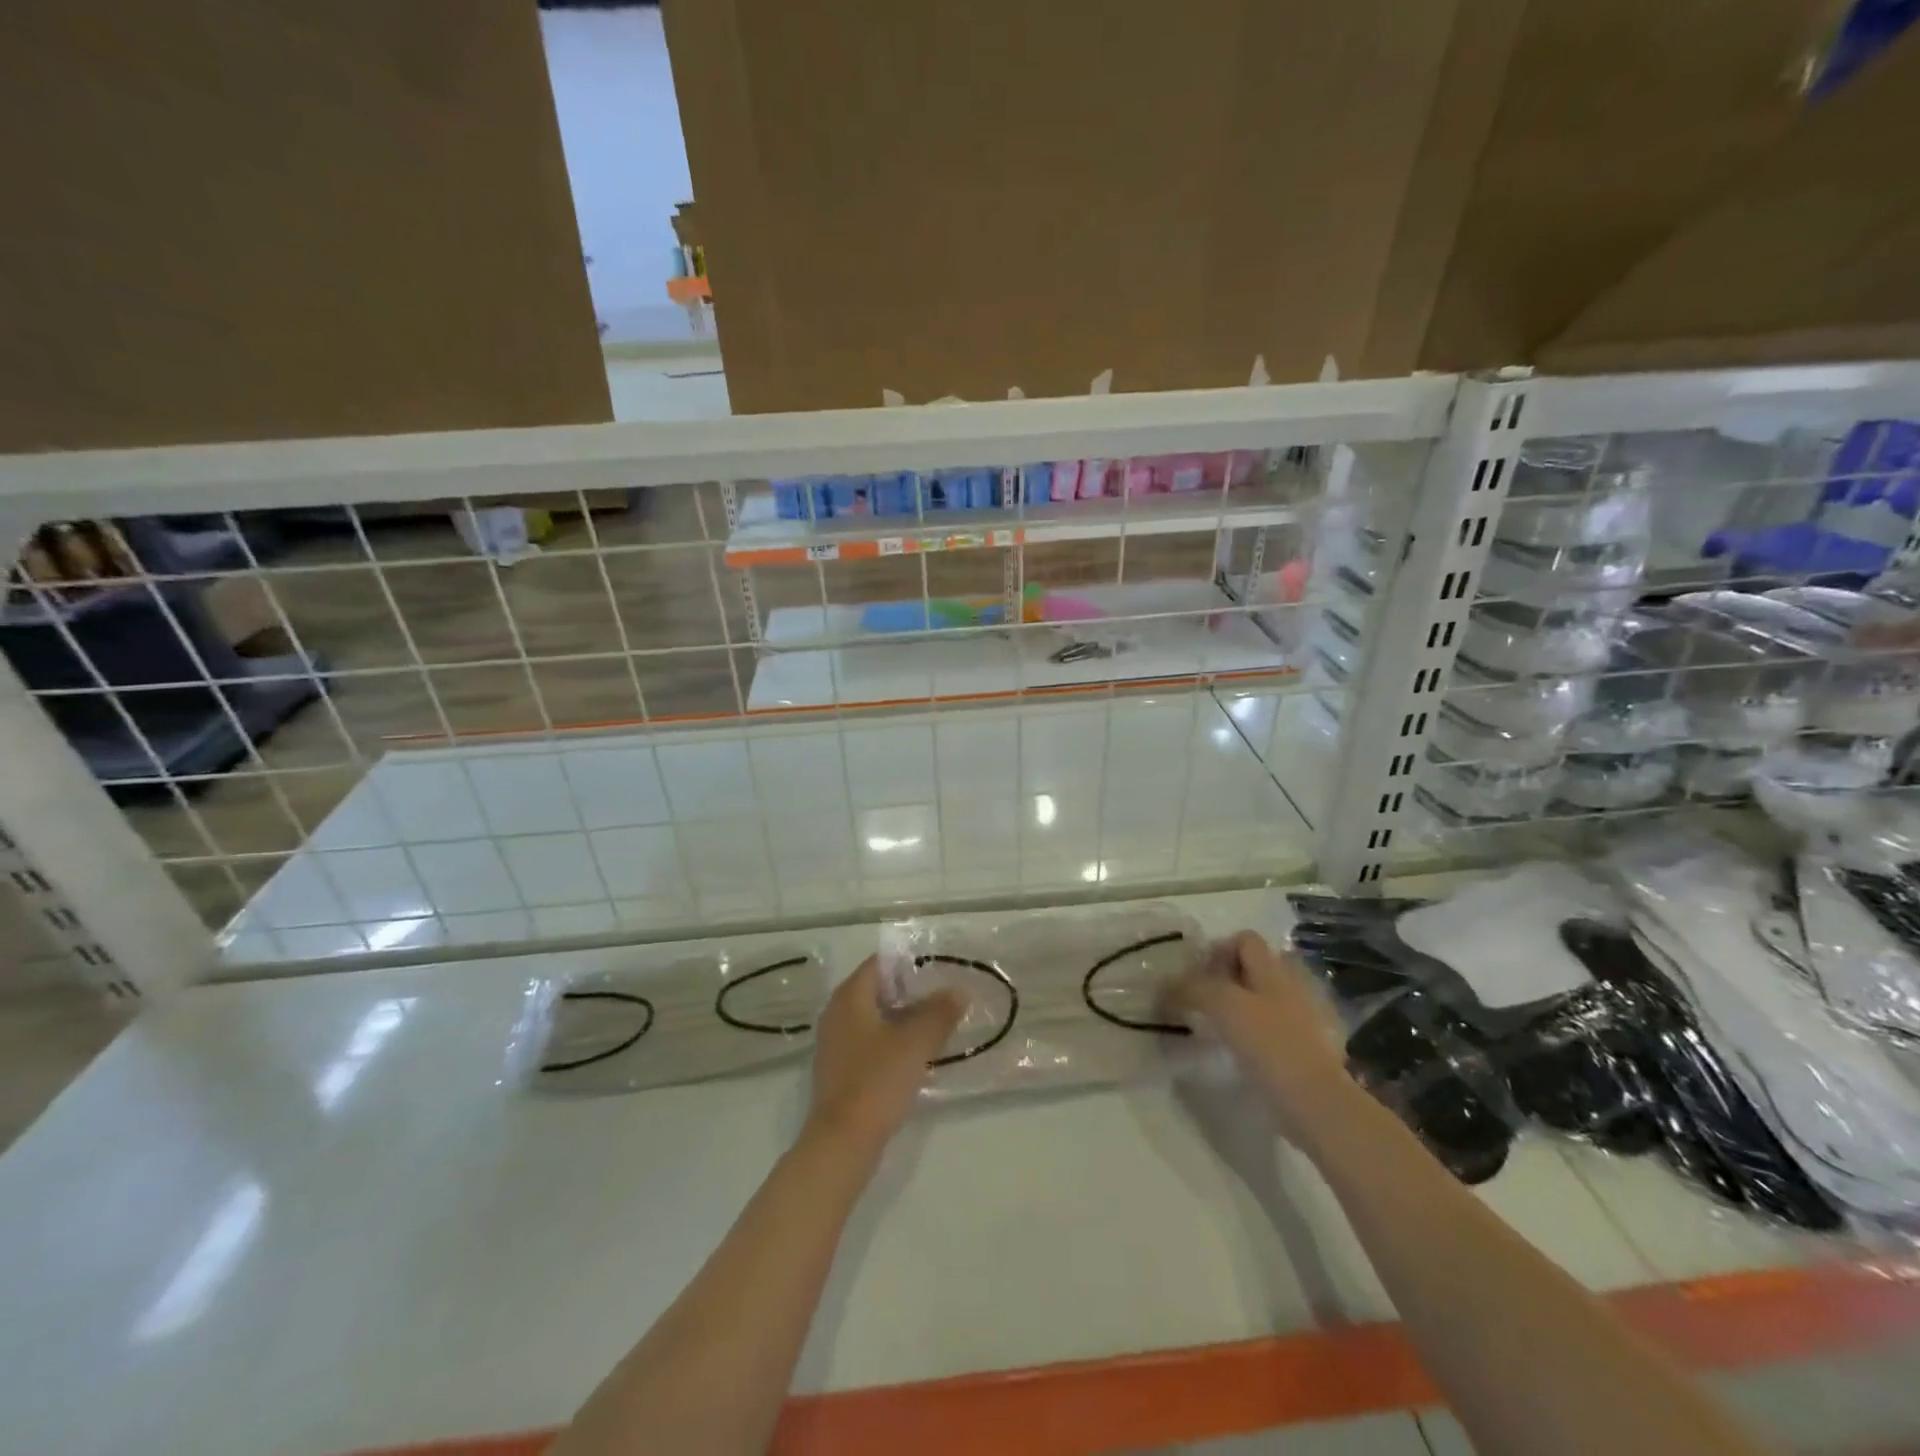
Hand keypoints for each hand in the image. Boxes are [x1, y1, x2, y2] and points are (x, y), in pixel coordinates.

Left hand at [803, 956, 964, 1153]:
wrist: (842, 1141)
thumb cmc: (877, 1081)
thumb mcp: (916, 1043)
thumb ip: (939, 1013)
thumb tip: (959, 990)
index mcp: (849, 997)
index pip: (879, 963)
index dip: (908, 962)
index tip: (938, 969)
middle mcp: (836, 1013)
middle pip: (876, 989)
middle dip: (909, 991)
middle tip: (943, 996)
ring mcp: (835, 1042)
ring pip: (873, 1017)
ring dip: (902, 1017)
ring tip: (936, 1023)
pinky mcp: (840, 1069)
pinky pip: (868, 1041)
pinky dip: (891, 1040)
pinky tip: (915, 1054)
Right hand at [1163, 930, 1352, 1137]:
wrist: (1318, 1101)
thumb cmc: (1269, 1043)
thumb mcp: (1222, 1006)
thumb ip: (1192, 989)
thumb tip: (1166, 987)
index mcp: (1274, 969)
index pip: (1244, 939)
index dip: (1218, 951)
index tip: (1198, 979)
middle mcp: (1294, 984)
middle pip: (1256, 967)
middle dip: (1229, 979)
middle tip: (1206, 1003)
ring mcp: (1308, 1016)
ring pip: (1268, 997)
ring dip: (1245, 1006)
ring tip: (1224, 1029)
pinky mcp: (1313, 1047)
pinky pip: (1280, 1027)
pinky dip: (1262, 1032)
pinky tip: (1248, 1052)